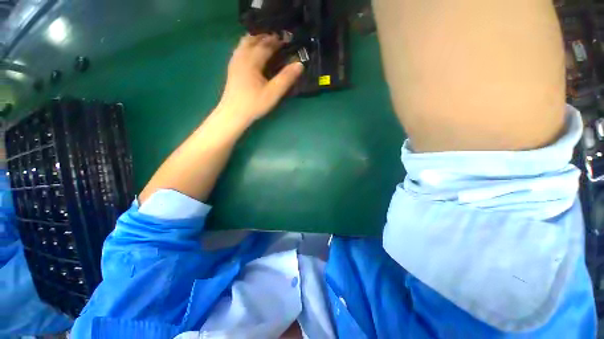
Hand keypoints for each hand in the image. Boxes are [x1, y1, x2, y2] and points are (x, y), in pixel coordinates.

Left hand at [217, 34, 303, 124]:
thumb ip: (286, 78)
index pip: (267, 44)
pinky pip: (240, 49)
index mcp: (252, 60)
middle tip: (279, 40)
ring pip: (245, 42)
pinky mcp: (232, 67)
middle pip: (254, 39)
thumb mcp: (273, 93)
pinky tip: (253, 52)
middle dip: (267, 37)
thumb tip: (300, 64)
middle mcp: (242, 56)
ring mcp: (235, 61)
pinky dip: (248, 45)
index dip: (278, 41)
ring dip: (257, 39)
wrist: (233, 114)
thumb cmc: (254, 104)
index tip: (288, 39)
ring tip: (267, 42)